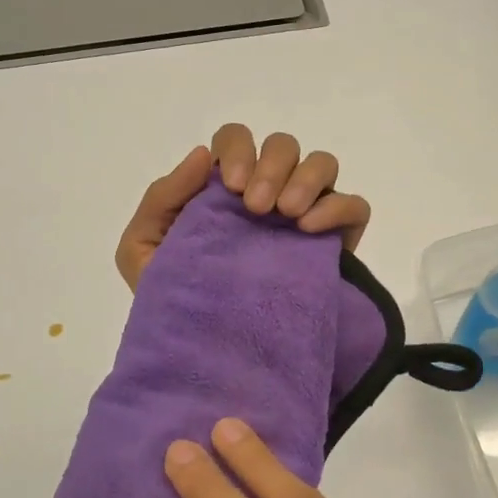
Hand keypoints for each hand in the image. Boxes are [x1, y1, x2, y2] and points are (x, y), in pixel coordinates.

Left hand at [113, 125, 371, 291]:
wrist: (211, 356)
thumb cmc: (175, 299)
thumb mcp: (143, 250)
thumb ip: (162, 199)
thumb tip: (203, 155)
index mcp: (224, 189)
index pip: (236, 140)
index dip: (238, 150)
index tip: (233, 189)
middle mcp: (268, 191)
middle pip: (283, 146)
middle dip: (272, 166)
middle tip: (258, 209)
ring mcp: (305, 214)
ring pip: (323, 164)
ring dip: (306, 179)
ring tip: (287, 215)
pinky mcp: (336, 242)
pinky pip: (354, 206)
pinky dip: (338, 207)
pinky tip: (311, 229)